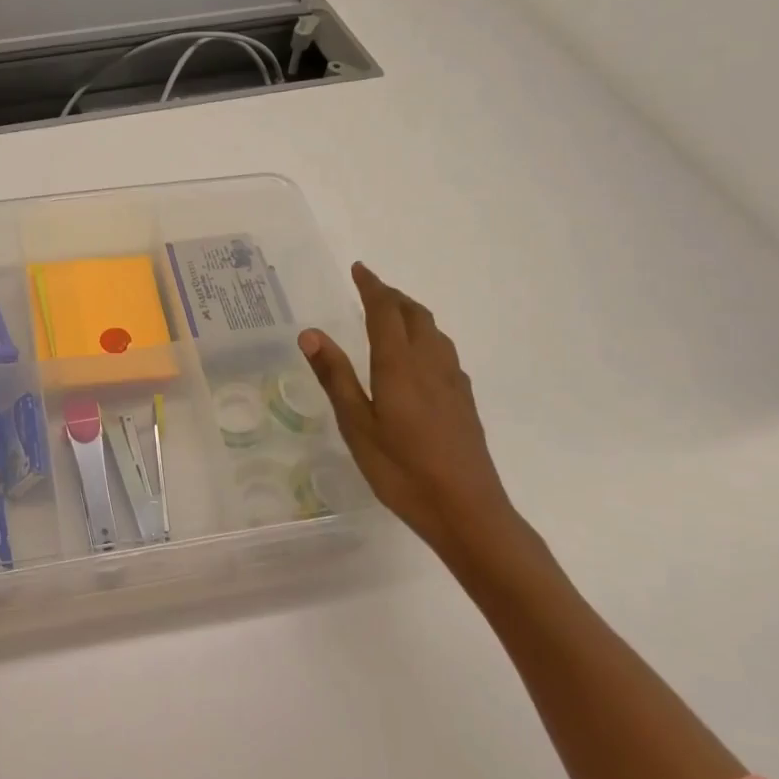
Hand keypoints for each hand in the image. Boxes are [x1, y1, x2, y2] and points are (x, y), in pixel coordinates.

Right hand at [298, 264, 517, 555]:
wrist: (467, 509)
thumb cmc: (402, 470)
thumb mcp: (357, 426)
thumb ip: (336, 377)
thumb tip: (311, 333)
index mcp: (399, 365)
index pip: (385, 311)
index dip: (372, 286)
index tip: (358, 269)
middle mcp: (430, 363)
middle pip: (415, 314)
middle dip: (392, 296)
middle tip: (371, 289)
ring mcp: (453, 382)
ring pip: (434, 332)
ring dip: (412, 313)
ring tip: (393, 315)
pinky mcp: (464, 401)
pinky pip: (444, 352)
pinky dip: (426, 337)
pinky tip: (419, 358)